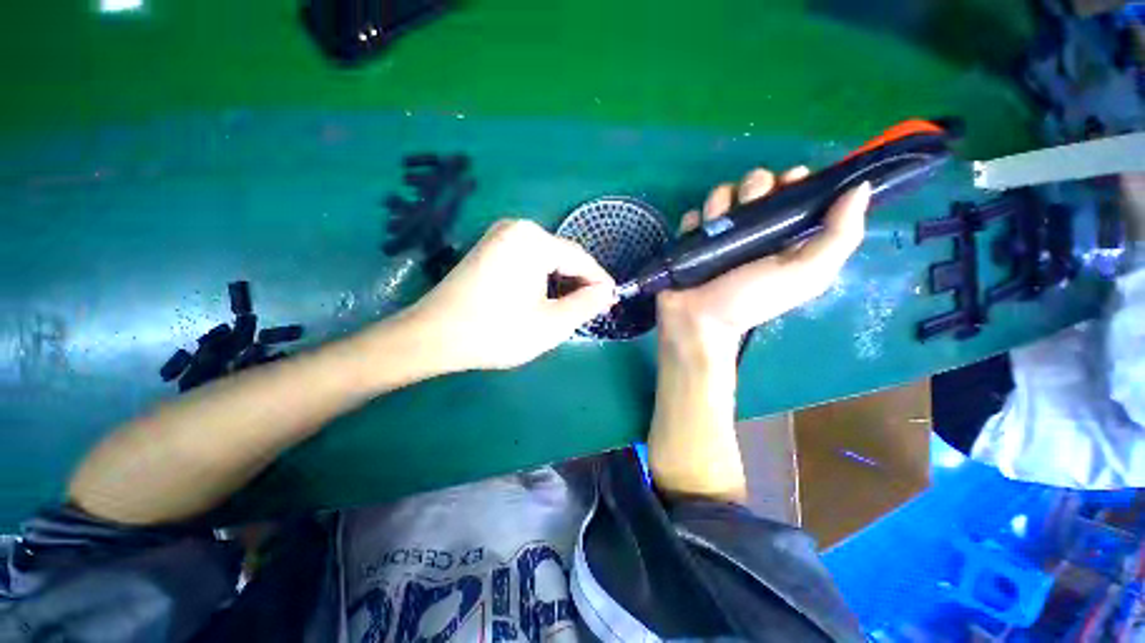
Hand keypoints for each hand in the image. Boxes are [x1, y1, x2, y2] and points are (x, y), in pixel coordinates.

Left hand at [406, 219, 615, 371]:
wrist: (432, 337)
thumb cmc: (496, 332)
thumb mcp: (551, 324)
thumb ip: (586, 305)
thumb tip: (607, 292)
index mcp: (533, 240)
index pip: (580, 259)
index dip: (599, 282)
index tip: (612, 302)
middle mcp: (516, 228)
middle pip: (562, 258)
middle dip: (578, 285)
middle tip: (589, 312)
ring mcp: (499, 237)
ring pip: (545, 261)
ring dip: (560, 285)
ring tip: (568, 311)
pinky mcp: (488, 249)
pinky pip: (527, 263)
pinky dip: (541, 282)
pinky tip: (541, 302)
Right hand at [657, 166, 870, 361]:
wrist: (699, 321)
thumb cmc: (752, 300)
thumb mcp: (806, 275)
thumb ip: (840, 235)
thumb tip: (860, 186)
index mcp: (786, 231)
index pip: (795, 185)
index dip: (793, 179)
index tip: (787, 185)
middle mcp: (754, 226)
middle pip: (756, 181)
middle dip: (752, 191)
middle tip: (748, 220)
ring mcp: (720, 231)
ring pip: (721, 193)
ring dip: (718, 208)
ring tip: (716, 236)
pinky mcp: (693, 236)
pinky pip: (693, 213)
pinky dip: (694, 224)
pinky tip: (696, 241)